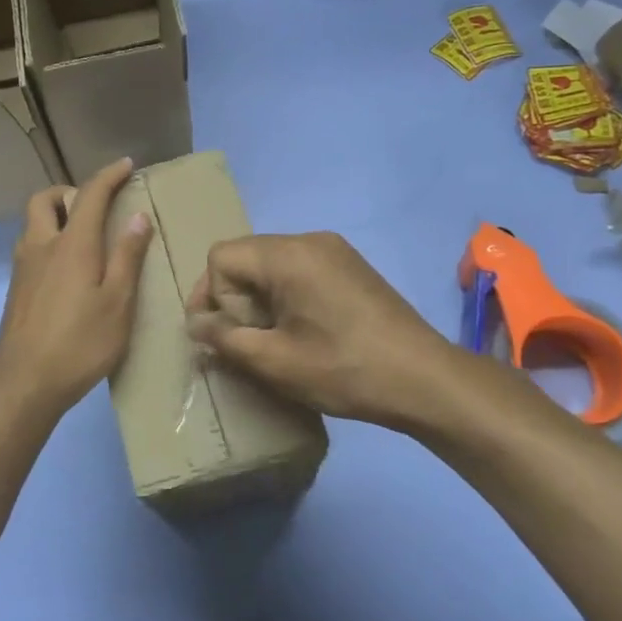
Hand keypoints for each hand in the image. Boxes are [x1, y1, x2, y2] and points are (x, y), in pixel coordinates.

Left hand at [0, 159, 154, 419]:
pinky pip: (30, 246)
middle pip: (45, 200)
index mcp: (71, 245)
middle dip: (69, 191)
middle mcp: (41, 246)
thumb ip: (127, 257)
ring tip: (83, 236)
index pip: (90, 195)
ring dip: (55, 215)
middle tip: (95, 206)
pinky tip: (67, 269)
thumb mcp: (117, 303)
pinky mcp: (16, 289)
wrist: (25, 383)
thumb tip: (138, 217)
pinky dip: (48, 240)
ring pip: (33, 223)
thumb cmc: (80, 343)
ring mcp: (23, 268)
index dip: (109, 176)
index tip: (127, 165)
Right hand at [185, 233, 463, 432]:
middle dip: (235, 299)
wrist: (425, 380)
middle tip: (250, 342)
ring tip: (276, 341)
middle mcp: (310, 240)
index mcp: (288, 254)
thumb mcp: (274, 361)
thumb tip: (195, 324)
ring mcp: (334, 251)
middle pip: (245, 257)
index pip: (221, 256)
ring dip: (260, 300)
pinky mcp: (350, 267)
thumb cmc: (345, 370)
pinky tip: (303, 332)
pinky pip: (299, 271)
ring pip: (271, 265)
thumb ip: (224, 338)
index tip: (231, 336)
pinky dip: (286, 297)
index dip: (214, 297)